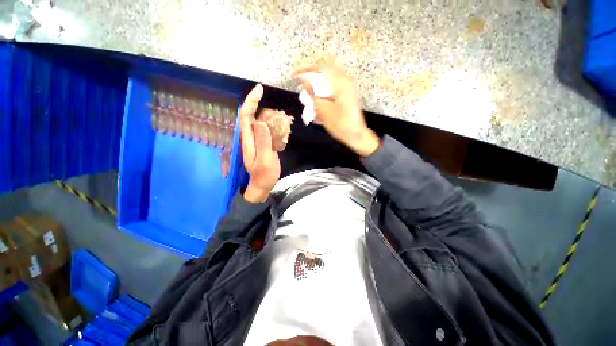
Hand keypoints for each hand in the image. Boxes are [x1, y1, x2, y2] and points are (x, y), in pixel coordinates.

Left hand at [240, 84, 280, 202]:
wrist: (263, 185)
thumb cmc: (263, 175)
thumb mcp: (265, 160)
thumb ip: (263, 142)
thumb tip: (261, 121)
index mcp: (248, 139)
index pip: (246, 116)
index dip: (251, 101)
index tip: (260, 89)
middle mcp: (251, 137)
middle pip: (253, 116)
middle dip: (263, 107)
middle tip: (279, 112)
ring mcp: (258, 140)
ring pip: (262, 122)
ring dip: (272, 117)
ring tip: (284, 119)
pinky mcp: (264, 143)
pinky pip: (268, 130)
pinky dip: (276, 126)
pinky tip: (284, 128)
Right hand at [294, 64, 379, 156]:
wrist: (356, 135)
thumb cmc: (340, 124)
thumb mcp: (323, 109)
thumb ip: (312, 93)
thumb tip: (303, 79)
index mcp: (341, 82)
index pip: (321, 67)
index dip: (306, 68)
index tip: (295, 74)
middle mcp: (345, 82)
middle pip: (325, 73)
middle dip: (311, 78)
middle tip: (300, 85)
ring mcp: (347, 89)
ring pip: (327, 82)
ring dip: (316, 87)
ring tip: (307, 96)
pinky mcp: (346, 96)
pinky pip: (332, 90)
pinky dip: (322, 94)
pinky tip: (317, 104)